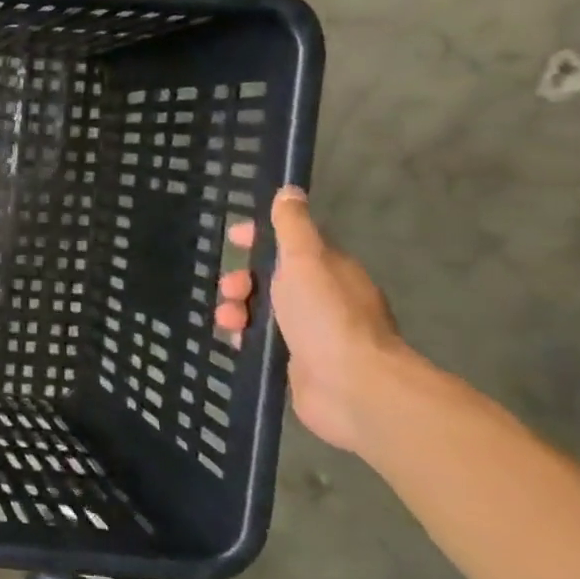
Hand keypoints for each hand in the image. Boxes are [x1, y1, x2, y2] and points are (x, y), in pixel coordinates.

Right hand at [216, 187, 405, 453]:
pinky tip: (234, 340)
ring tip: (228, 320)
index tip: (235, 238)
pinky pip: (261, 340)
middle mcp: (323, 298)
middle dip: (242, 279)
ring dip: (236, 308)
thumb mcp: (305, 260)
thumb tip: (290, 191)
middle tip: (229, 288)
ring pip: (261, 310)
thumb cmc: (326, 316)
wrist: (352, 387)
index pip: (292, 243)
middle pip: (271, 278)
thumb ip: (293, 226)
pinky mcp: (296, 362)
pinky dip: (243, 335)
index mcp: (329, 270)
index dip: (262, 237)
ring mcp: (311, 332)